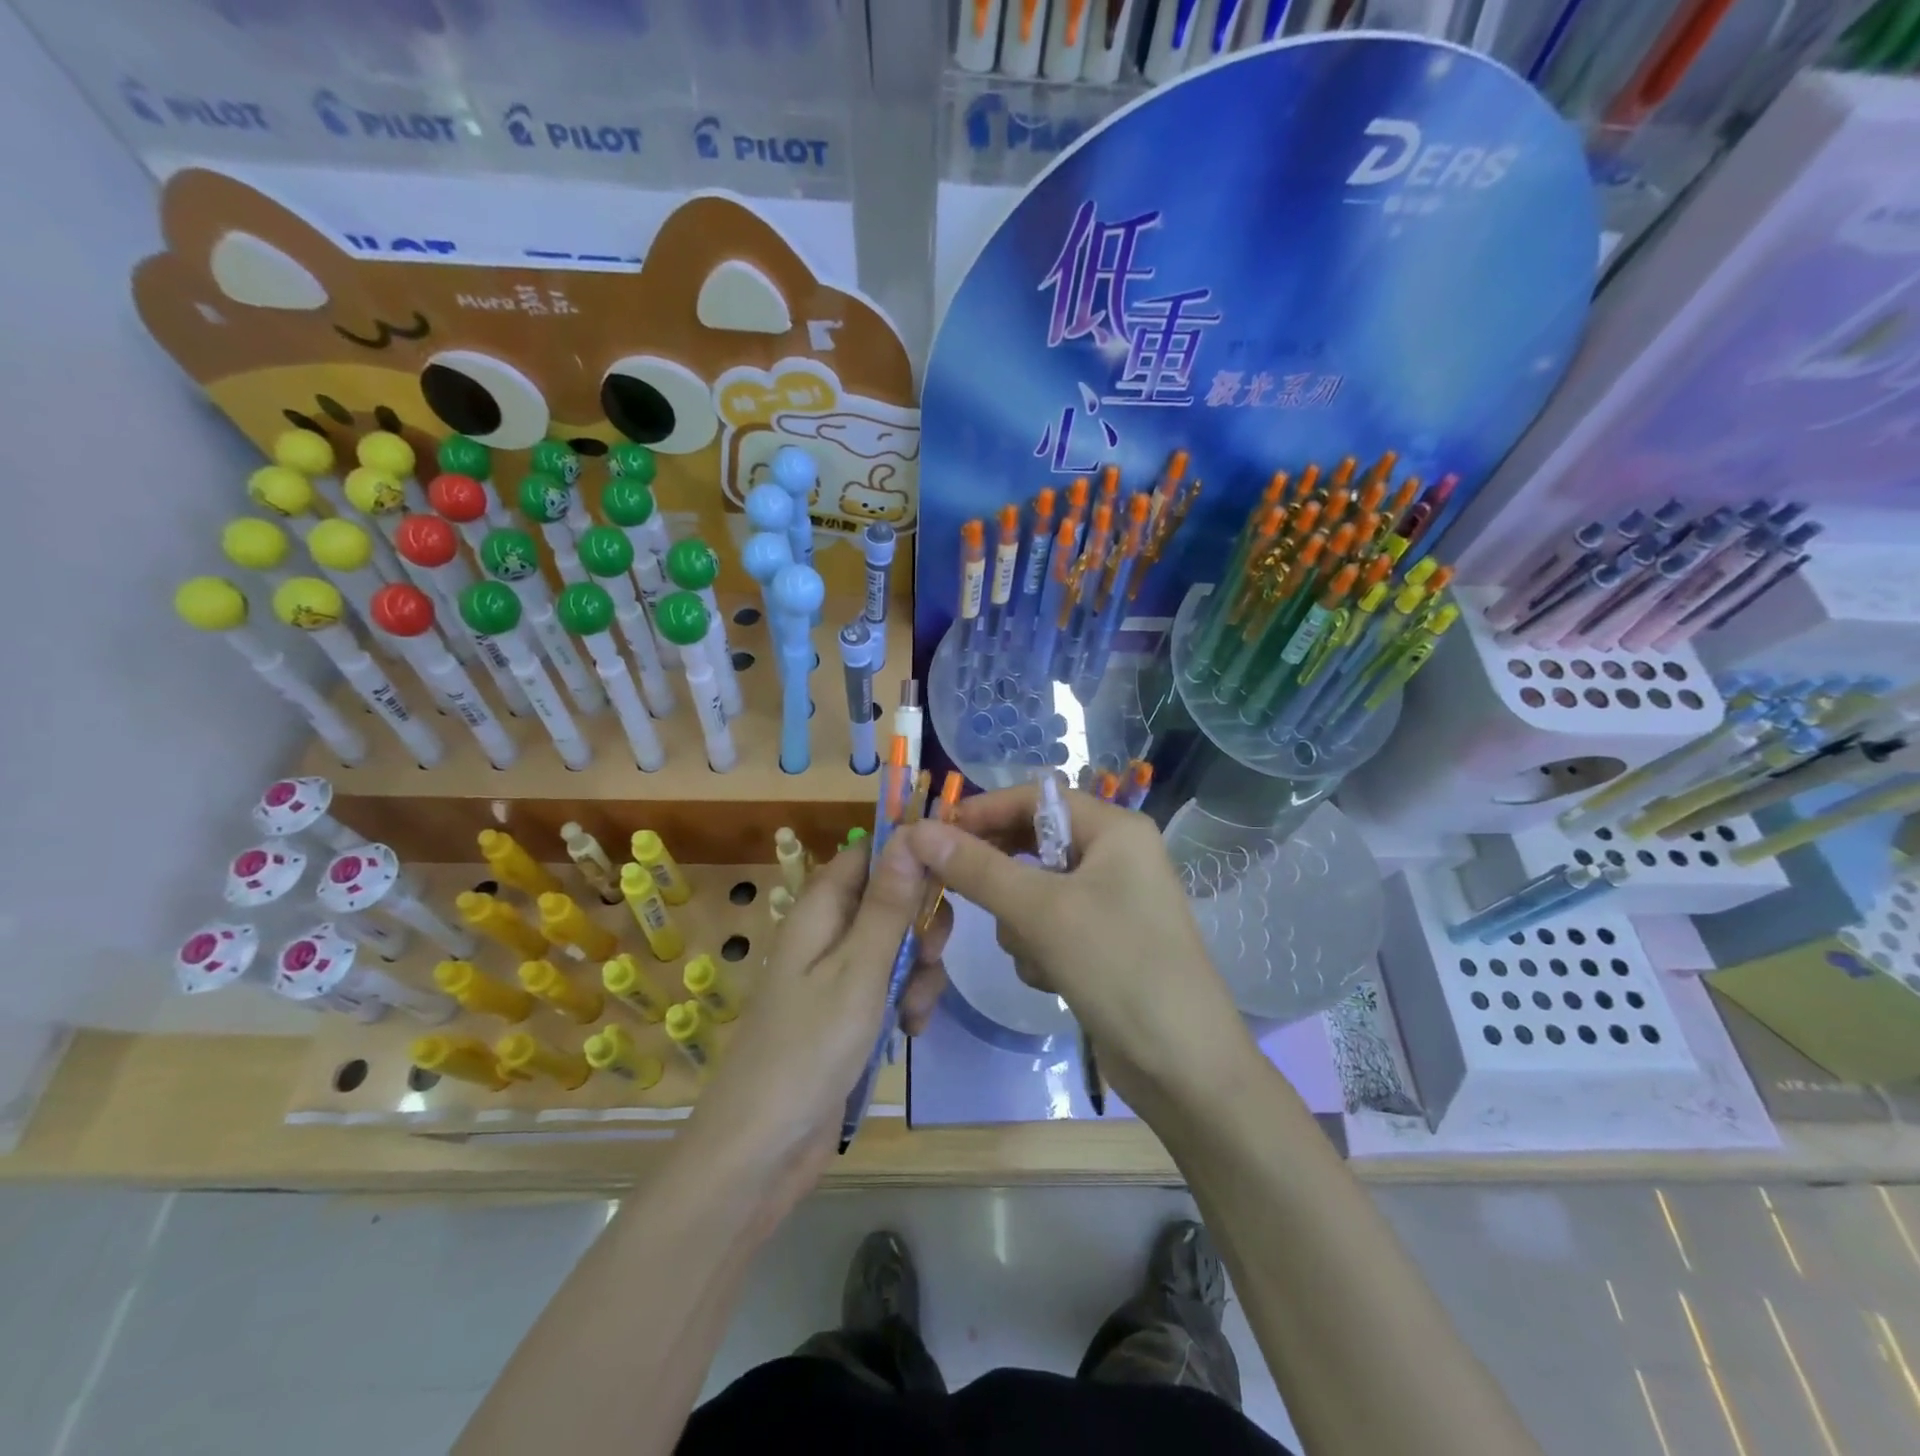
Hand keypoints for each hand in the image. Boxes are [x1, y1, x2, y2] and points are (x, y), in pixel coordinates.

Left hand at [679, 834, 951, 1218]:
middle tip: (930, 957)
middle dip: (922, 926)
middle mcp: (829, 931)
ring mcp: (839, 973)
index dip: (913, 854)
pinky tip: (910, 1033)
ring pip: (899, 945)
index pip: (872, 852)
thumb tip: (912, 833)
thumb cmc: (808, 1050)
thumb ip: (889, 904)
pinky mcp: (849, 1011)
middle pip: (893, 898)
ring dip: (919, 973)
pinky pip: (891, 986)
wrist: (761, 1150)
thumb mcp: (858, 971)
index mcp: (821, 907)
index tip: (955, 870)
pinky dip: (907, 1002)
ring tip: (912, 1015)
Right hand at [899, 783, 1251, 1110]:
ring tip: (1034, 953)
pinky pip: (1048, 925)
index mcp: (1114, 829)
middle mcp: (1114, 855)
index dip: (982, 811)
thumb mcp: (1042, 912)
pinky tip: (1051, 978)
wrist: (1184, 1066)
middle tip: (955, 890)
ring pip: (1033, 890)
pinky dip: (1038, 948)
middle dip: (1000, 875)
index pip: (1034, 798)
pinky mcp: (1102, 941)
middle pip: (1033, 843)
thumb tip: (918, 831)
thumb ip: (978, 869)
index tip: (933, 836)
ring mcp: (1110, 900)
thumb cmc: (1119, 968)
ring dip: (1020, 922)